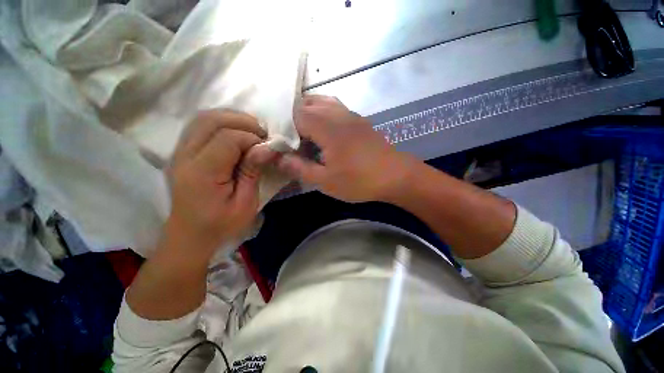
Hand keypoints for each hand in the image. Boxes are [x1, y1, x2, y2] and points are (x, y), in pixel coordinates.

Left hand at [165, 110, 276, 253]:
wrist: (190, 235)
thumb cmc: (221, 224)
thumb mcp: (245, 203)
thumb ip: (253, 172)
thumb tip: (266, 147)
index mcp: (202, 173)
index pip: (227, 138)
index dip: (251, 138)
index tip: (267, 148)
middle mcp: (185, 157)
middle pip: (210, 120)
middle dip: (242, 121)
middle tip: (262, 134)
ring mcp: (179, 152)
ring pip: (202, 118)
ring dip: (231, 119)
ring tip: (251, 131)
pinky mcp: (181, 153)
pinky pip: (199, 126)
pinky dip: (221, 124)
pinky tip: (235, 134)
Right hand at [277, 95, 414, 201]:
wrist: (396, 176)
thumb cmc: (360, 181)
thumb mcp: (326, 181)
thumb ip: (300, 168)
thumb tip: (279, 159)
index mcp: (326, 126)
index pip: (295, 114)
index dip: (283, 126)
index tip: (282, 143)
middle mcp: (337, 113)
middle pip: (307, 103)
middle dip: (294, 119)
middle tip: (292, 140)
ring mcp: (351, 114)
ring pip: (322, 102)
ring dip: (309, 114)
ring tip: (306, 134)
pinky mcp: (359, 120)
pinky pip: (335, 108)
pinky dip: (324, 114)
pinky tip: (325, 133)